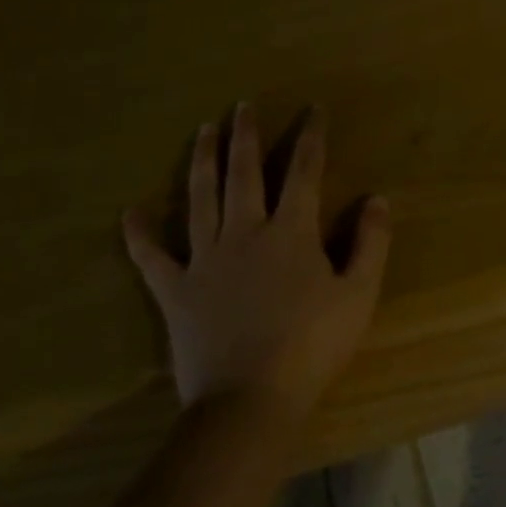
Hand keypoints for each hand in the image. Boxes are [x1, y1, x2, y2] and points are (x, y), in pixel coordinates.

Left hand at [122, 104, 389, 422]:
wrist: (250, 400)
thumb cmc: (312, 345)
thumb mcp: (359, 293)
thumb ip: (370, 242)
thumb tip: (376, 198)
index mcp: (291, 232)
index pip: (303, 171)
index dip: (310, 137)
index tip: (312, 109)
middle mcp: (245, 233)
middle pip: (244, 173)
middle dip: (245, 136)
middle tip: (241, 106)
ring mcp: (205, 260)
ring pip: (200, 199)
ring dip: (202, 162)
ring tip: (202, 131)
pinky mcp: (175, 291)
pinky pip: (152, 257)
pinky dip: (139, 235)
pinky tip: (129, 213)